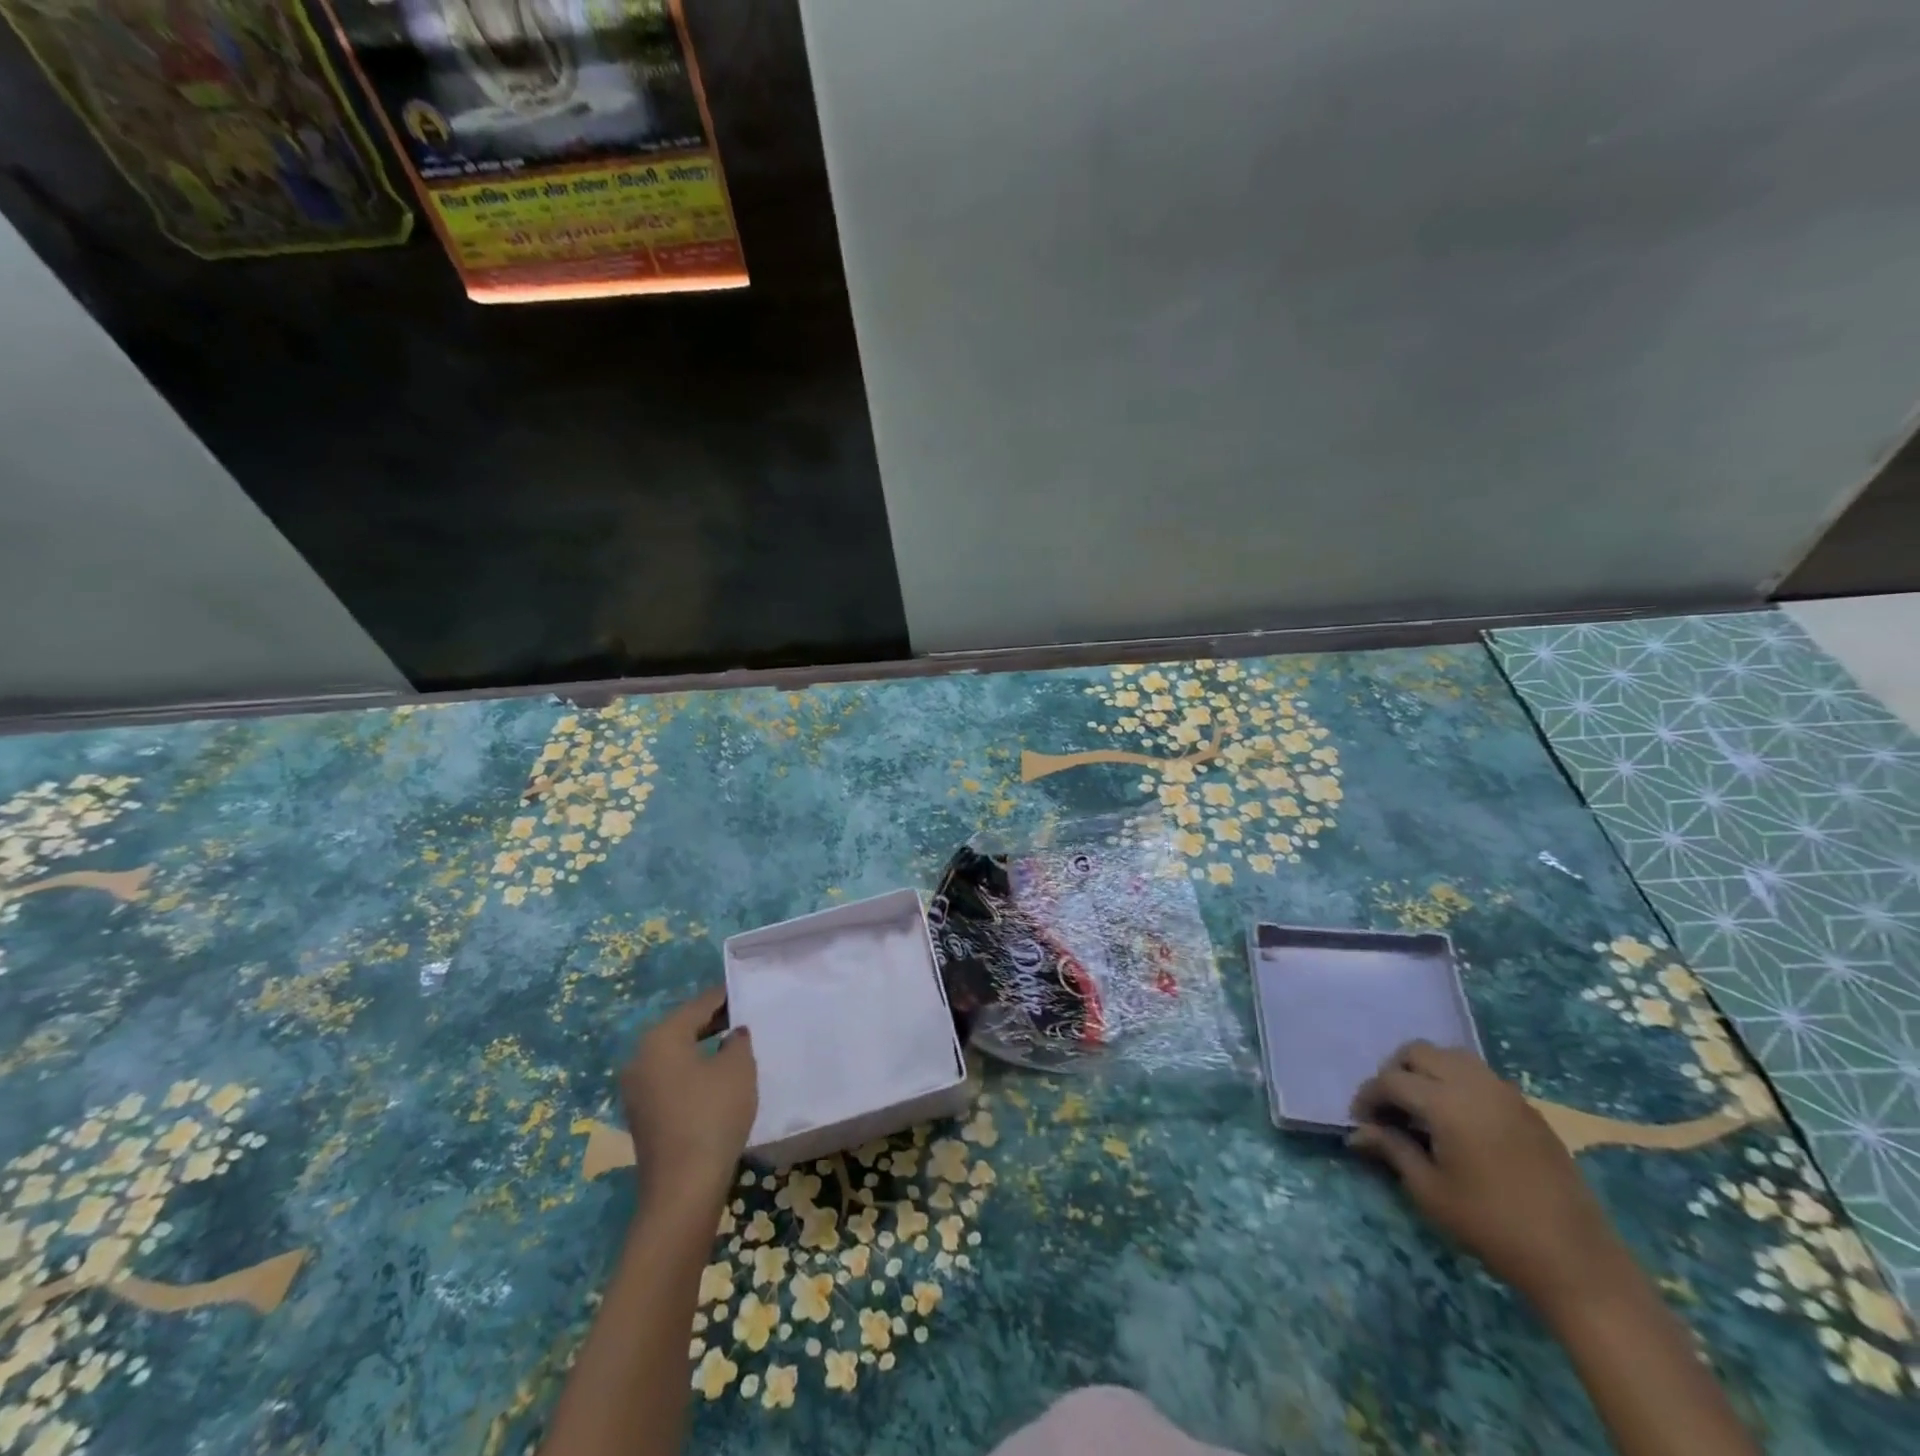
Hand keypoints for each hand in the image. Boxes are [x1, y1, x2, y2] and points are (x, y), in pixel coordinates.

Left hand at [619, 987, 758, 1207]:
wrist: (684, 1187)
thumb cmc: (713, 1114)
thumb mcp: (739, 1068)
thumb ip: (738, 1040)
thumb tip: (732, 1035)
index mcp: (661, 1037)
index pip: (699, 1004)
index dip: (726, 997)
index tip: (749, 994)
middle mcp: (640, 1056)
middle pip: (682, 1027)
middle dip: (713, 1022)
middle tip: (746, 1019)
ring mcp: (636, 1088)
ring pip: (675, 1054)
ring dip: (702, 1048)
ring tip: (735, 1047)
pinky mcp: (641, 1114)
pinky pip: (670, 1077)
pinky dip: (692, 1071)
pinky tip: (717, 1079)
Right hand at [1350, 1041, 1626, 1313]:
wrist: (1575, 1261)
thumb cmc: (1491, 1226)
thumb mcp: (1429, 1190)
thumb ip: (1391, 1149)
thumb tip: (1358, 1132)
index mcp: (1446, 1102)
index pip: (1390, 1080)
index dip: (1368, 1096)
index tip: (1360, 1121)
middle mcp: (1474, 1084)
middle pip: (1418, 1052)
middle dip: (1395, 1072)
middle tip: (1389, 1108)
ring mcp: (1505, 1092)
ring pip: (1451, 1055)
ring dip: (1427, 1070)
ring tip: (1421, 1107)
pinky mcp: (1526, 1108)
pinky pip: (1479, 1074)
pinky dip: (1456, 1081)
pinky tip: (1456, 1118)